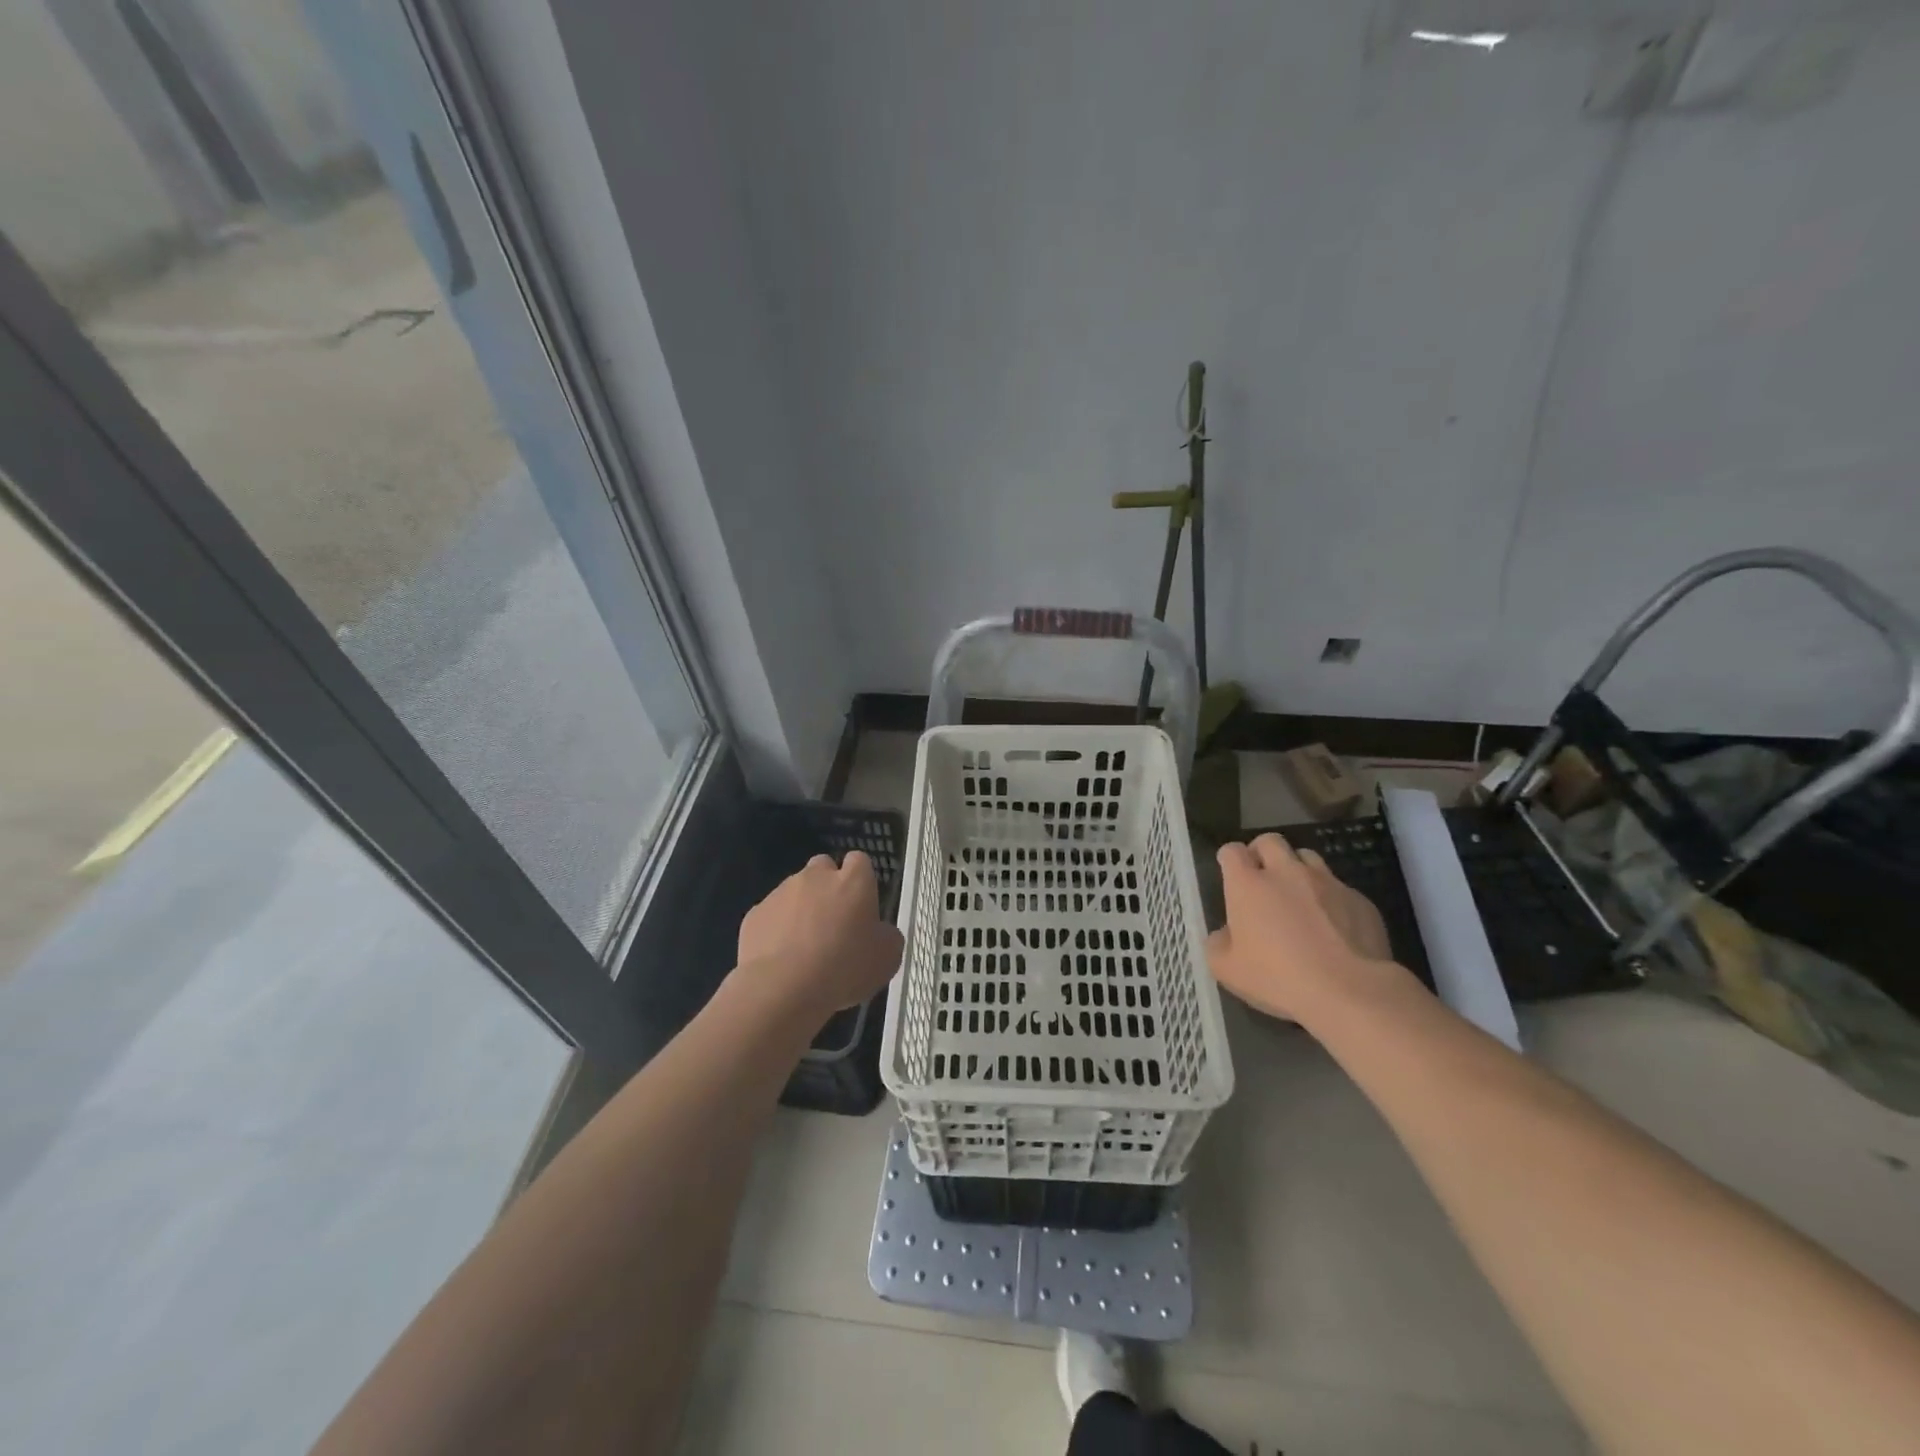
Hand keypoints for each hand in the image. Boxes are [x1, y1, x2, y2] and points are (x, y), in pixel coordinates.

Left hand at [736, 851, 903, 1017]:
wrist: (783, 989)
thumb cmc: (845, 968)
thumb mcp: (887, 958)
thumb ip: (886, 935)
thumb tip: (879, 931)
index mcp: (853, 881)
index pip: (860, 861)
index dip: (861, 880)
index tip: (861, 905)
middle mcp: (816, 877)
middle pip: (823, 867)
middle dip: (828, 887)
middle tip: (833, 922)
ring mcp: (781, 892)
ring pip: (794, 890)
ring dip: (801, 908)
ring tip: (804, 946)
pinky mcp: (755, 914)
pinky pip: (771, 915)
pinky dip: (777, 929)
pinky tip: (781, 958)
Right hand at [1206, 833, 1403, 1022]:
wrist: (1350, 992)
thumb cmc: (1278, 978)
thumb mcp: (1227, 970)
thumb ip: (1218, 944)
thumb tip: (1225, 934)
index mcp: (1248, 884)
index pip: (1232, 851)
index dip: (1229, 860)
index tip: (1231, 877)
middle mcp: (1286, 872)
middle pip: (1270, 841)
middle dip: (1262, 853)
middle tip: (1262, 878)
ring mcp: (1326, 882)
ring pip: (1308, 857)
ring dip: (1298, 869)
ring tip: (1299, 897)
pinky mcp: (1359, 899)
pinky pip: (1339, 888)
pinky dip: (1330, 899)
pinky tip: (1333, 927)